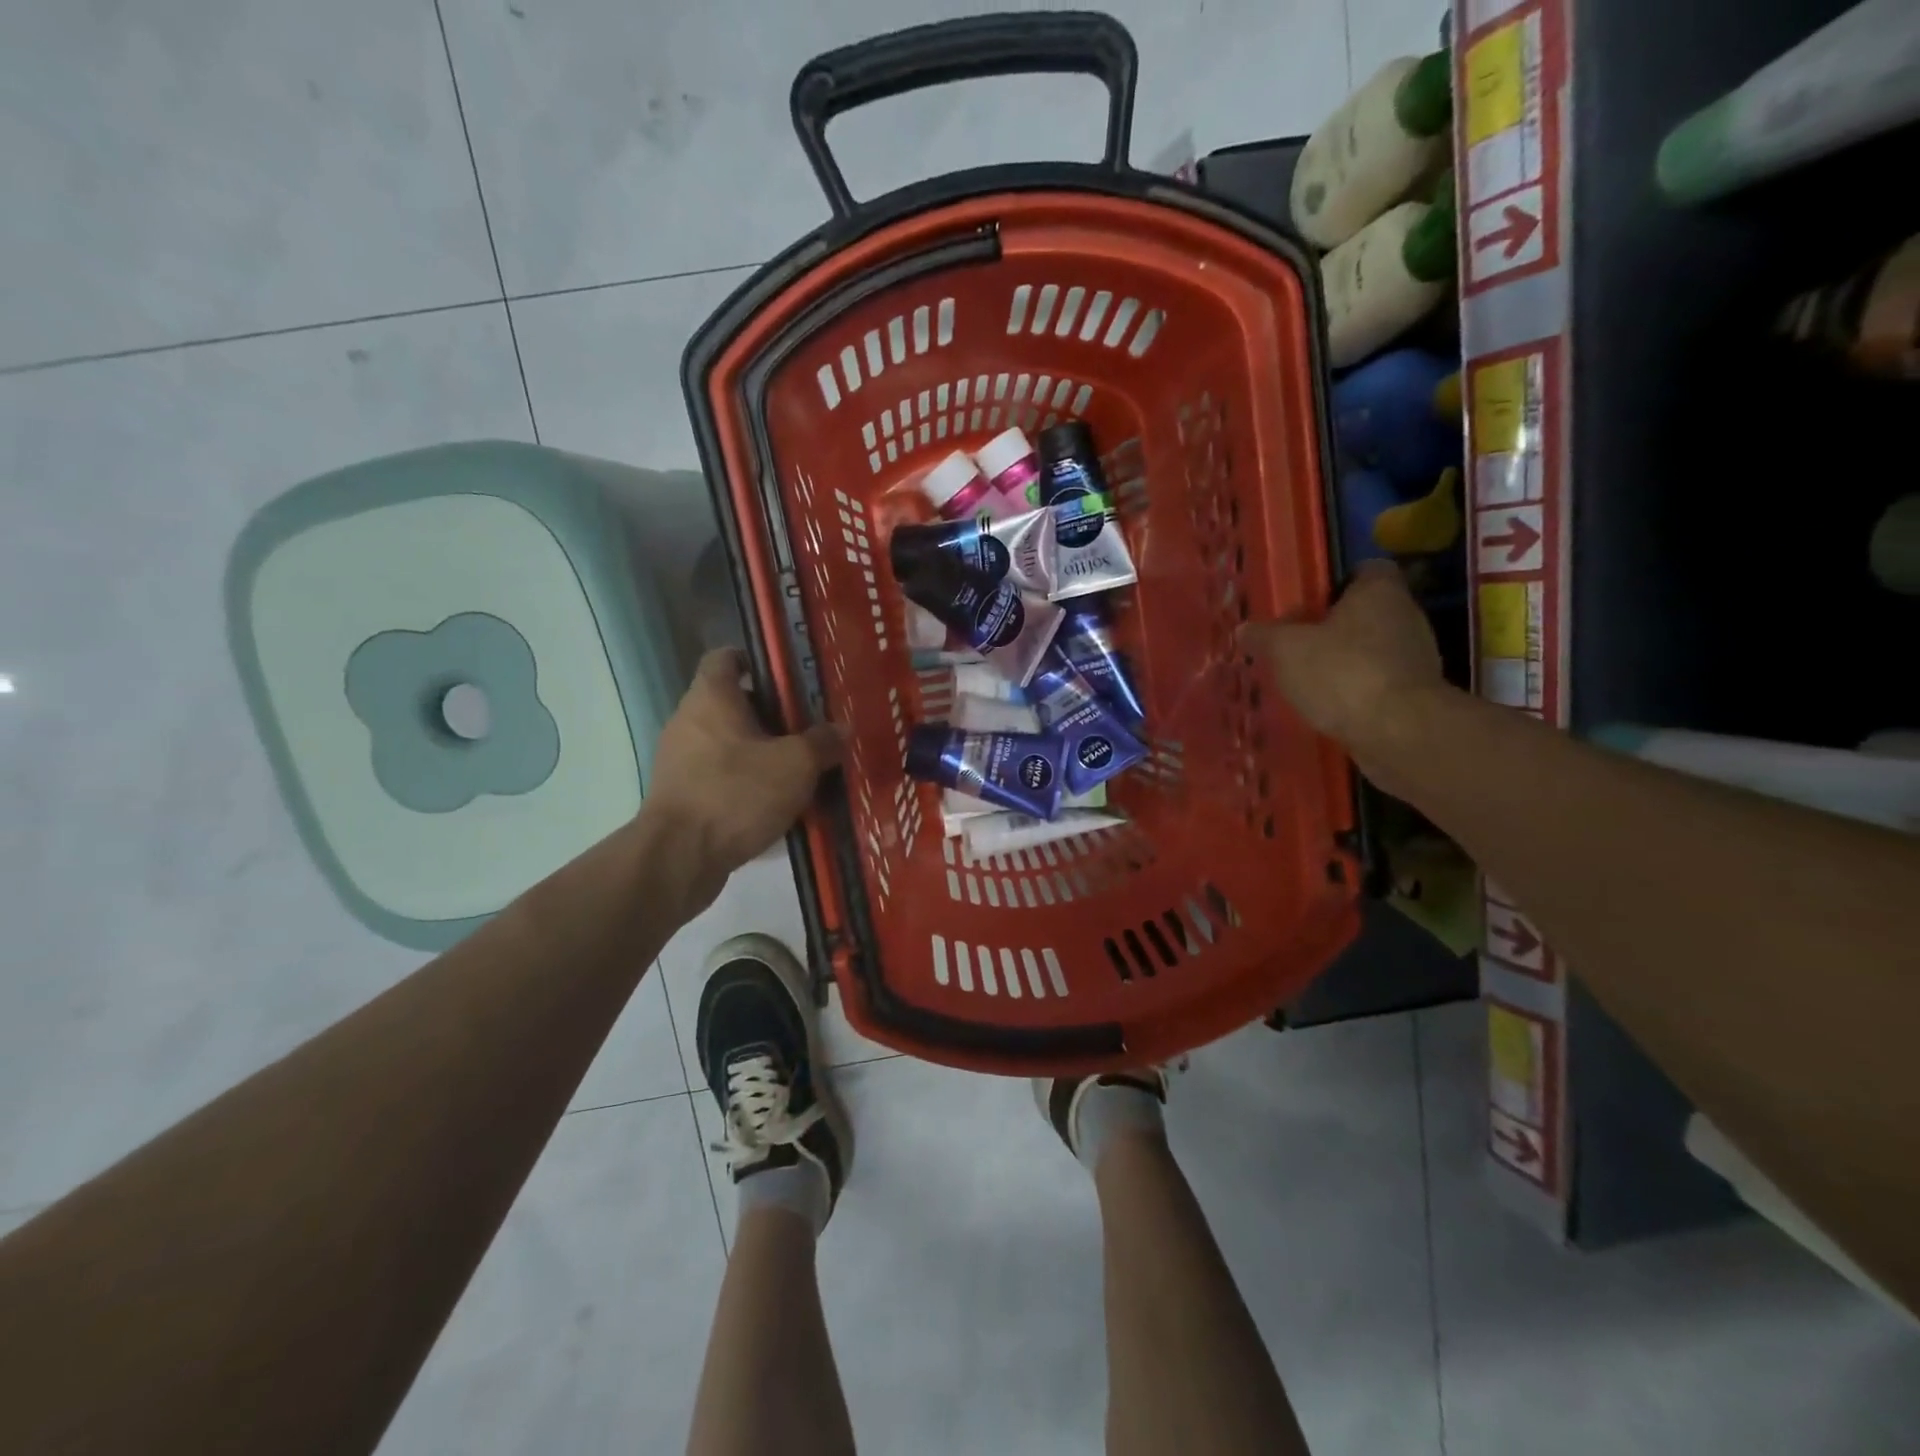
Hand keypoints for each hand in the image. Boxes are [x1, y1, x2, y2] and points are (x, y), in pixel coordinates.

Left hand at [642, 648, 845, 907]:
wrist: (679, 858)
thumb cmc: (736, 793)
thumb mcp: (795, 765)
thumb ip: (822, 742)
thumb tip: (841, 729)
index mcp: (711, 698)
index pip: (725, 657)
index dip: (755, 660)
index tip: (787, 677)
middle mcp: (689, 721)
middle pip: (730, 702)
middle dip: (769, 713)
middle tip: (808, 727)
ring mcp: (680, 760)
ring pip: (726, 742)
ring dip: (759, 751)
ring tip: (798, 767)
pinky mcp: (681, 795)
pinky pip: (718, 776)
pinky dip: (744, 781)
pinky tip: (775, 802)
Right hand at [1239, 561, 1445, 762]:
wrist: (1399, 732)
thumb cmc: (1341, 673)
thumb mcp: (1286, 650)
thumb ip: (1264, 637)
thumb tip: (1244, 629)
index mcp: (1379, 591)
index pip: (1364, 570)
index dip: (1335, 583)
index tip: (1306, 603)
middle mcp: (1405, 616)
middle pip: (1365, 612)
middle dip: (1333, 627)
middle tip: (1295, 643)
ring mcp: (1415, 657)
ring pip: (1371, 649)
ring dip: (1343, 661)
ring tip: (1305, 678)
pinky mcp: (1415, 694)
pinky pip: (1377, 682)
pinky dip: (1355, 690)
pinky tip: (1327, 706)